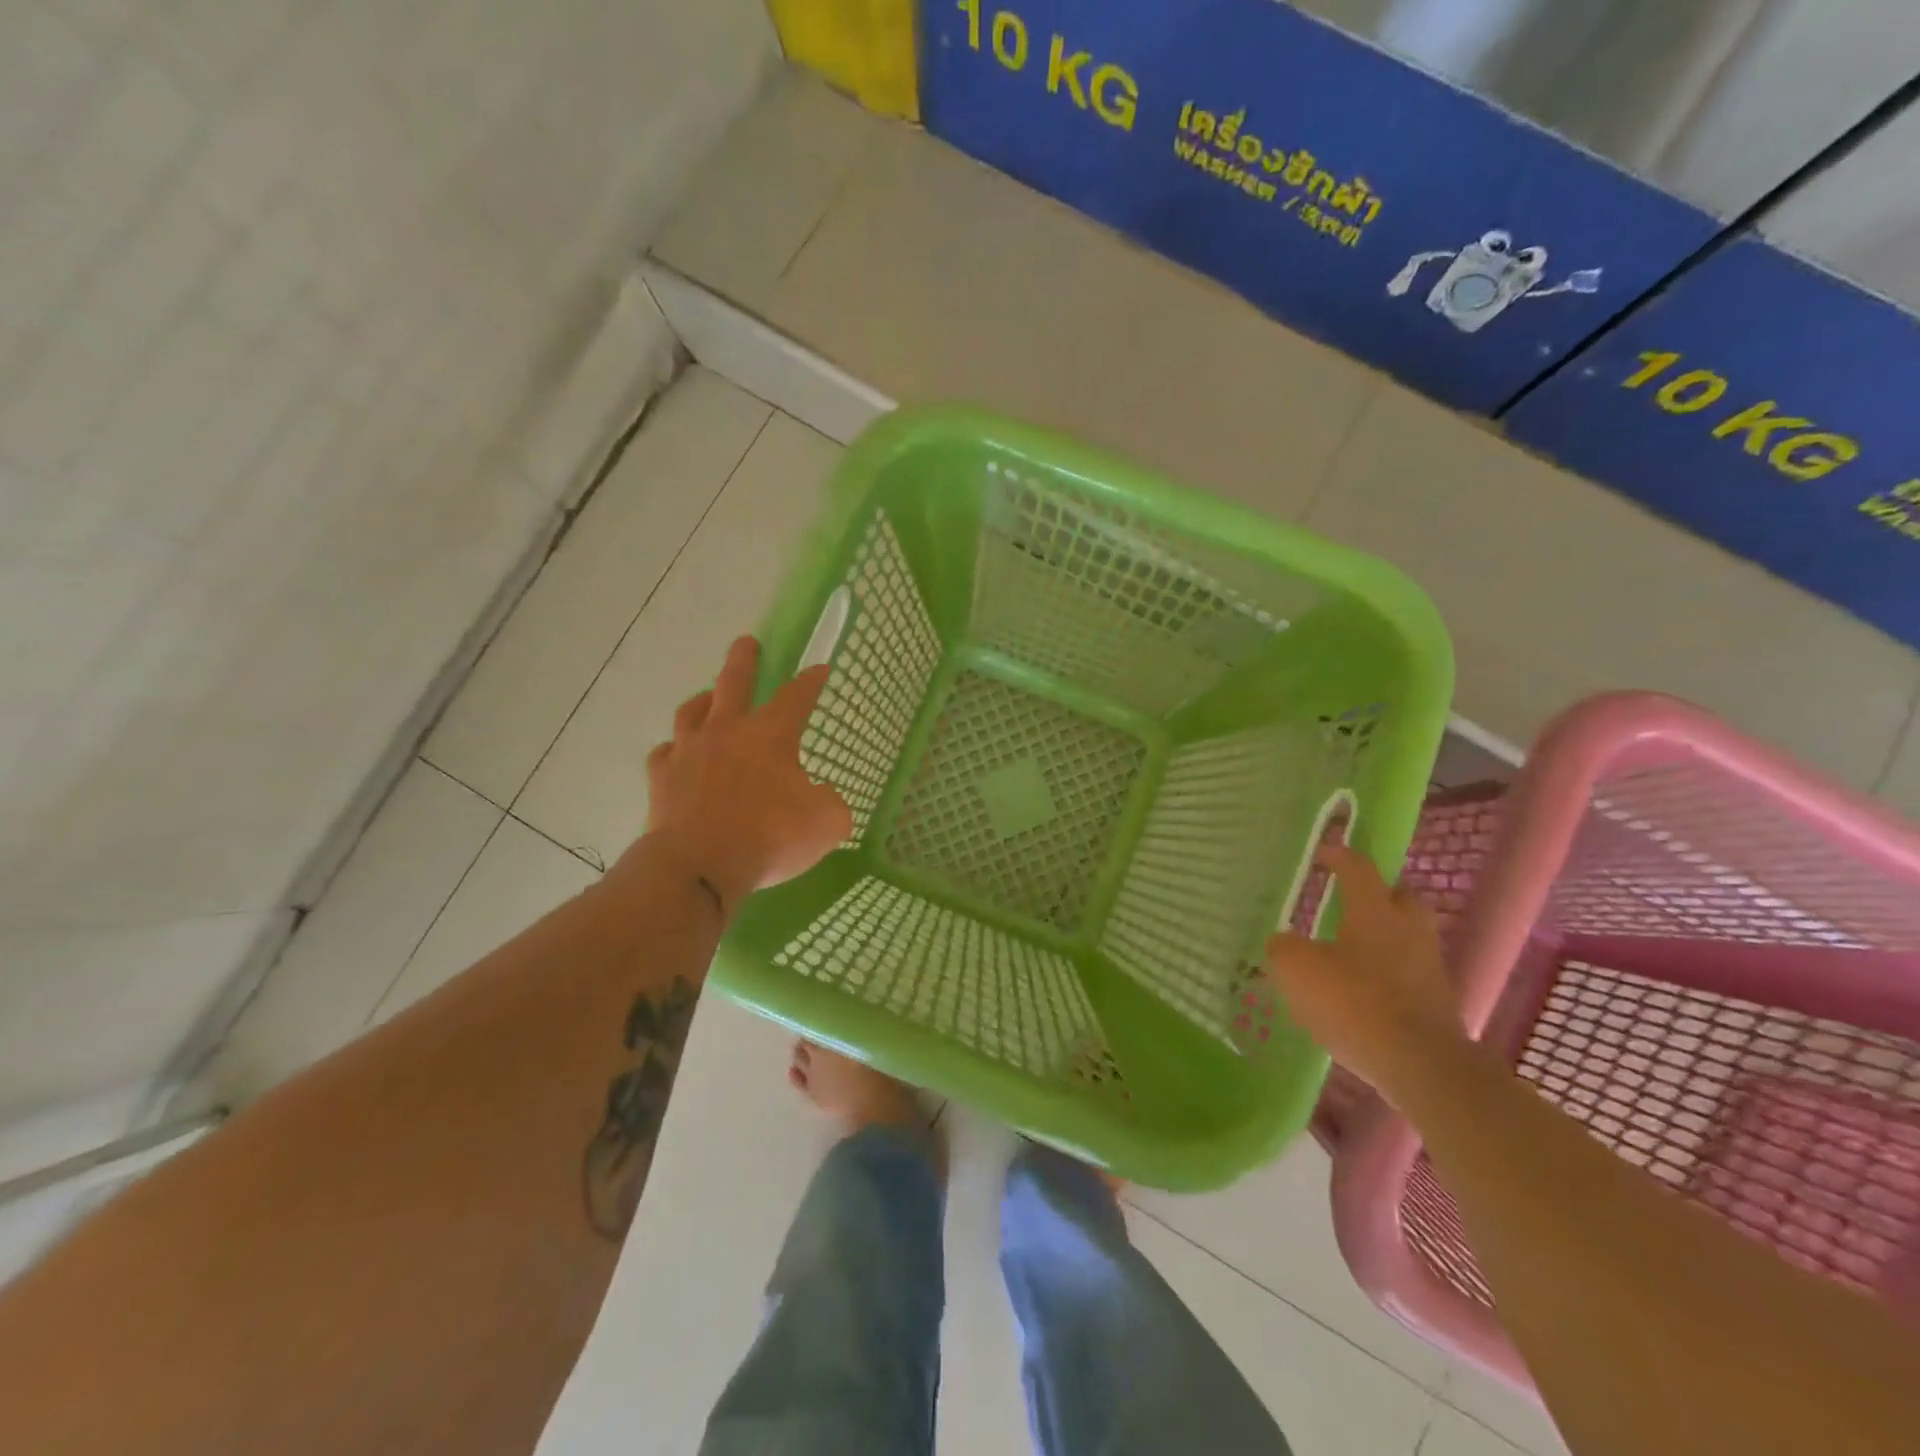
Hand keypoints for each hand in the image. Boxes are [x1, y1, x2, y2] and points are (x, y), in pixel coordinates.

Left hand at [637, 636, 851, 912]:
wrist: (699, 864)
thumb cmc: (769, 837)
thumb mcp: (827, 823)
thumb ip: (831, 803)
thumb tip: (823, 797)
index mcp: (771, 735)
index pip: (797, 696)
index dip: (810, 681)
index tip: (819, 669)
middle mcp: (727, 732)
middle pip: (734, 682)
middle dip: (744, 659)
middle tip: (747, 643)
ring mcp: (688, 752)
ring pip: (691, 711)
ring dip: (703, 700)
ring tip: (708, 697)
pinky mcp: (661, 779)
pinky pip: (664, 754)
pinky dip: (673, 750)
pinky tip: (677, 754)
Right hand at [1264, 846, 1464, 1102]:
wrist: (1421, 1064)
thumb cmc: (1354, 1001)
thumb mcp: (1296, 970)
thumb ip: (1282, 949)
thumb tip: (1283, 942)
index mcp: (1374, 910)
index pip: (1358, 868)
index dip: (1338, 856)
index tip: (1323, 853)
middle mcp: (1407, 929)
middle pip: (1399, 897)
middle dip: (1378, 894)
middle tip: (1350, 900)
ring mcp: (1428, 966)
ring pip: (1407, 935)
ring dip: (1384, 935)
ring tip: (1352, 949)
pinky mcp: (1437, 1002)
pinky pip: (1409, 972)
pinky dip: (1388, 972)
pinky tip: (1364, 989)